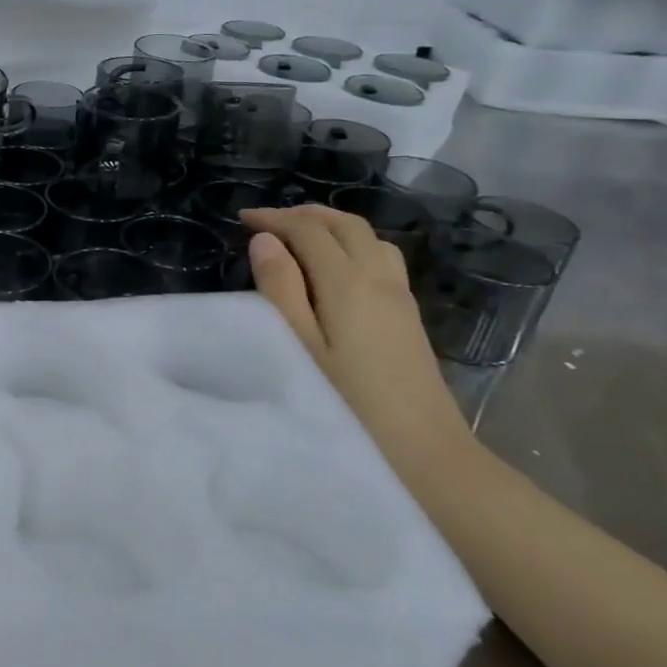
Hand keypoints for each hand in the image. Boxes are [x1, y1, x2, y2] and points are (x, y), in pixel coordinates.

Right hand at [241, 205, 468, 473]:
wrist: (424, 452)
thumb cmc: (348, 404)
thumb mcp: (299, 347)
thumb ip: (280, 290)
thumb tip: (265, 241)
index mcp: (348, 283)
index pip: (310, 230)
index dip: (275, 218)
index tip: (242, 218)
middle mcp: (379, 278)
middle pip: (345, 224)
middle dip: (304, 213)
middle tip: (267, 221)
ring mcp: (400, 296)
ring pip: (368, 237)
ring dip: (331, 225)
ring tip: (299, 237)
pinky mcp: (408, 315)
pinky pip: (380, 256)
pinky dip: (352, 244)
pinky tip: (335, 267)